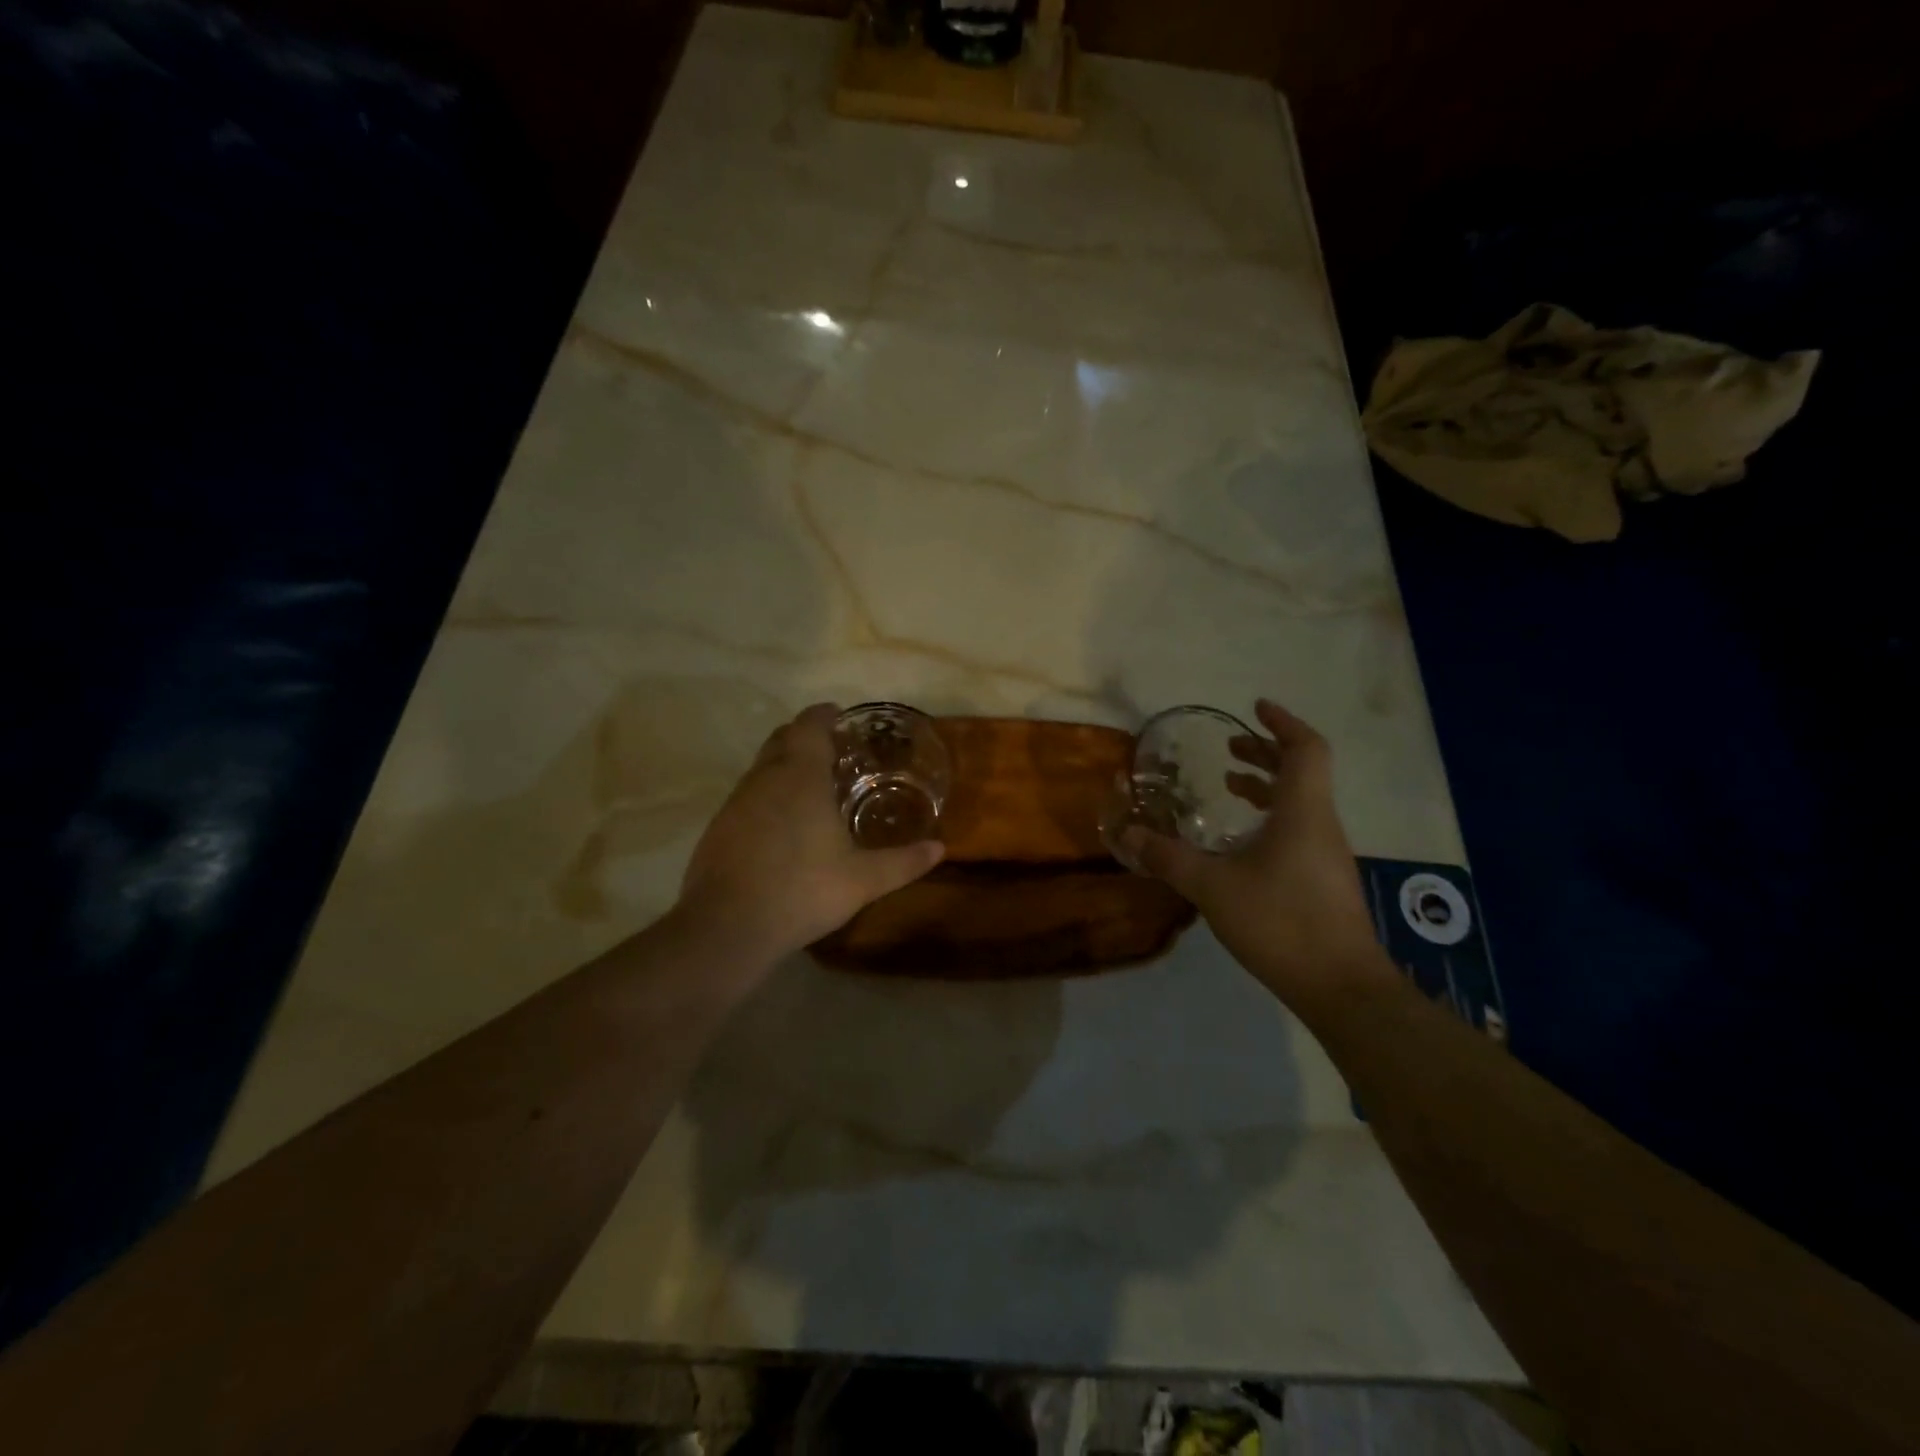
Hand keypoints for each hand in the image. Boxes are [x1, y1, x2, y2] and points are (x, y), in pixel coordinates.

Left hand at [677, 703, 944, 962]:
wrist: (727, 927)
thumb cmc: (802, 890)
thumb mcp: (863, 880)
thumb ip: (903, 862)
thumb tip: (940, 849)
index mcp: (801, 777)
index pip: (809, 726)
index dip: (824, 715)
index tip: (839, 715)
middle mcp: (765, 778)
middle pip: (782, 739)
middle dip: (804, 736)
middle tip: (832, 750)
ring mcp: (736, 802)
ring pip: (761, 768)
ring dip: (784, 766)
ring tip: (810, 788)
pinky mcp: (718, 827)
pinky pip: (747, 796)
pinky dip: (766, 796)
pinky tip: (781, 826)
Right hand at [1120, 698, 1388, 1008]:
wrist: (1340, 987)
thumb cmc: (1280, 922)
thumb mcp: (1212, 887)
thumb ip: (1169, 858)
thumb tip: (1128, 835)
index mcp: (1302, 812)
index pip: (1305, 749)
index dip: (1283, 723)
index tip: (1255, 708)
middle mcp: (1321, 825)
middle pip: (1302, 772)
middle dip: (1266, 753)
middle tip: (1229, 750)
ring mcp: (1326, 855)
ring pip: (1301, 802)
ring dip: (1267, 786)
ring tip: (1230, 786)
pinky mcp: (1324, 880)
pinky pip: (1299, 829)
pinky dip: (1271, 817)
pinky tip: (1243, 841)